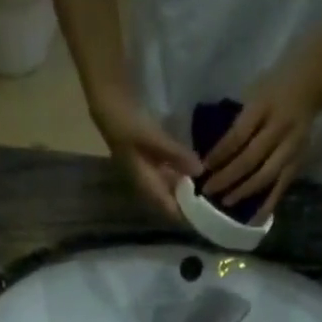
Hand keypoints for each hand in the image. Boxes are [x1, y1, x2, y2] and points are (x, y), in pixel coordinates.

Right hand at [91, 86, 200, 220]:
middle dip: (189, 202)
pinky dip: (180, 174)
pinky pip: (167, 174)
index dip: (186, 216)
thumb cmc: (127, 123)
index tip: (207, 215)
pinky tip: (193, 167)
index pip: (169, 209)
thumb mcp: (153, 138)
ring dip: (186, 188)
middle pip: (170, 201)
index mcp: (145, 185)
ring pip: (169, 188)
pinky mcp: (148, 161)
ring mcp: (146, 173)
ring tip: (208, 185)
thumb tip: (200, 172)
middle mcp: (146, 184)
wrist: (107, 105)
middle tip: (214, 199)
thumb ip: (176, 155)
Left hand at [200, 57, 321, 219]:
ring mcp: (290, 147)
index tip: (203, 168)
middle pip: (249, 159)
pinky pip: (281, 187)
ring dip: (243, 192)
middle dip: (226, 178)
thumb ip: (238, 121)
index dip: (219, 155)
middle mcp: (279, 128)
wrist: (311, 83)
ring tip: (225, 202)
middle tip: (208, 191)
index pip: (237, 136)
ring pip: (265, 176)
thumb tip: (214, 153)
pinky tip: (253, 218)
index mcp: (264, 106)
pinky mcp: (298, 162)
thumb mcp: (253, 92)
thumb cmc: (274, 87)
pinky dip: (267, 204)